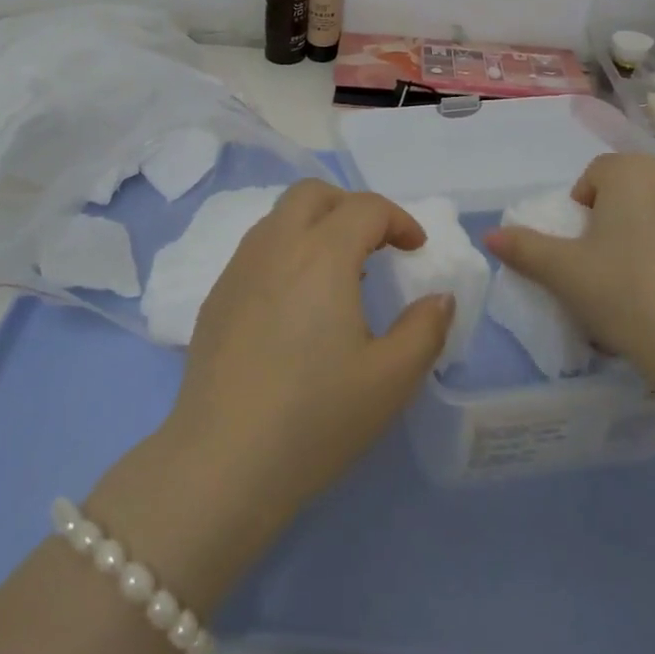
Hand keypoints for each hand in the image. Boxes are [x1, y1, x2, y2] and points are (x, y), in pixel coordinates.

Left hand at [89, 181, 450, 611]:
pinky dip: (286, 252)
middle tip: (375, 244)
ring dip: (315, 226)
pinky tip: (295, 305)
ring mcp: (238, 268)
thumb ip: (425, 330)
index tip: (416, 250)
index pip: (365, 207)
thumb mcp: (391, 380)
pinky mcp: (216, 296)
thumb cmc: (315, 417)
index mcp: (322, 254)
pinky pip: (256, 250)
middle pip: (312, 193)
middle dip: (350, 206)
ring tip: (337, 275)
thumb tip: (438, 298)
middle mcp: (275, 245)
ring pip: (279, 217)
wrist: (222, 461)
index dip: (399, 220)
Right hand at [486, 152, 654, 397]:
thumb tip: (489, 236)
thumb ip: (524, 249)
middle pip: (633, 192)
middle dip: (616, 222)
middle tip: (606, 269)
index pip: (596, 174)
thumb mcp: (565, 274)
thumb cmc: (628, 294)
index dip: (581, 210)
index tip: (580, 250)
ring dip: (650, 239)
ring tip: (643, 290)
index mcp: (632, 172)